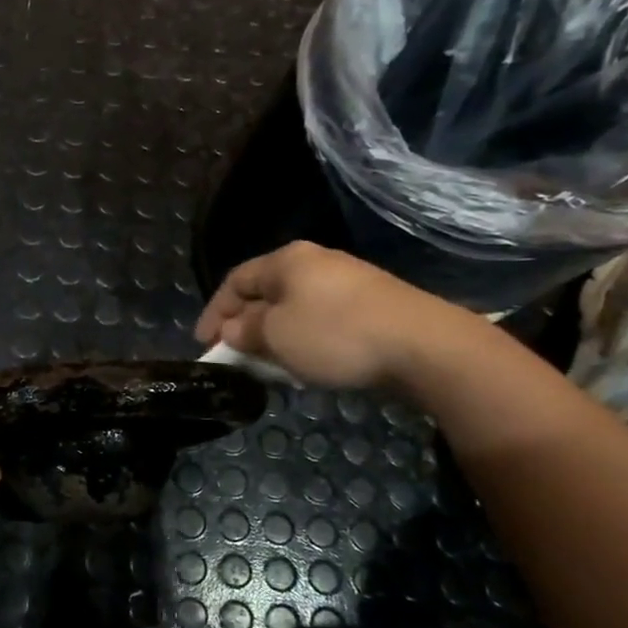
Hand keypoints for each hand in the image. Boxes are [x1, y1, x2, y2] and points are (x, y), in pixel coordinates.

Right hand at [194, 241, 472, 388]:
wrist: (423, 346)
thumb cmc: (334, 335)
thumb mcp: (275, 336)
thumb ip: (244, 331)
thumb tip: (232, 330)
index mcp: (286, 261)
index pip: (235, 281)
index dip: (213, 312)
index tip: (203, 344)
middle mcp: (315, 263)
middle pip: (265, 293)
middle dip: (244, 325)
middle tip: (234, 357)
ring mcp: (347, 282)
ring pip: (294, 309)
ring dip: (274, 337)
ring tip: (268, 366)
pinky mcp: (371, 306)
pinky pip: (321, 320)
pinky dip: (304, 341)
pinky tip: (307, 365)